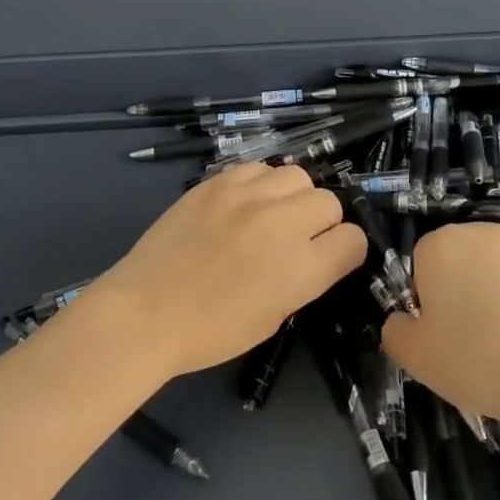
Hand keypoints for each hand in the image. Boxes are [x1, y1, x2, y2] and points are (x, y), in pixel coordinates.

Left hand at [91, 163, 366, 379]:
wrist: (146, 312)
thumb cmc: (211, 331)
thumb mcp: (273, 316)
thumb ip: (304, 278)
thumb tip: (316, 252)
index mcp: (302, 267)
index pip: (353, 239)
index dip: (345, 251)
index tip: (329, 257)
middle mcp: (282, 222)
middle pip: (329, 202)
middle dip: (321, 222)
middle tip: (296, 239)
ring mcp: (247, 196)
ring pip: (297, 176)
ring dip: (292, 197)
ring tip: (270, 216)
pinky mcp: (218, 182)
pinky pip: (258, 168)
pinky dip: (259, 185)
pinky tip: (242, 205)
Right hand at [382, 223, 499, 438]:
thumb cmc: (482, 361)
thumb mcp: (417, 359)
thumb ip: (395, 332)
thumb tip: (402, 321)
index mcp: (441, 245)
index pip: (420, 264)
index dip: (427, 301)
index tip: (442, 335)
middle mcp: (483, 234)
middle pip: (459, 263)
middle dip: (461, 295)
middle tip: (470, 343)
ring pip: (496, 275)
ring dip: (495, 300)